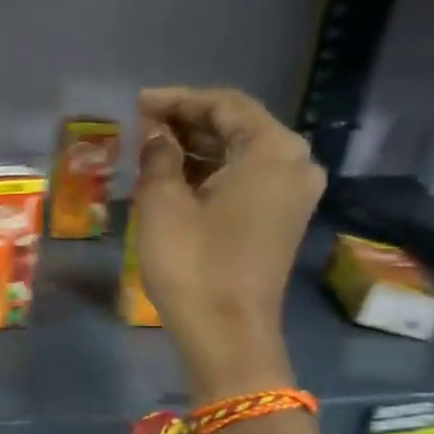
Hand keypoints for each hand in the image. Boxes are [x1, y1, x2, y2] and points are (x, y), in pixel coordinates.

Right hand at [135, 87, 324, 397]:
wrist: (226, 333)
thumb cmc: (193, 263)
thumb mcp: (163, 202)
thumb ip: (159, 155)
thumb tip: (157, 135)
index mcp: (273, 150)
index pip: (224, 105)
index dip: (177, 100)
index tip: (138, 103)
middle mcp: (294, 164)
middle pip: (238, 126)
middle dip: (187, 122)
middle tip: (141, 124)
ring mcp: (292, 194)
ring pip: (241, 153)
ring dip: (197, 148)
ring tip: (150, 148)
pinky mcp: (281, 218)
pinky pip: (246, 178)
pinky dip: (212, 172)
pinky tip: (175, 175)